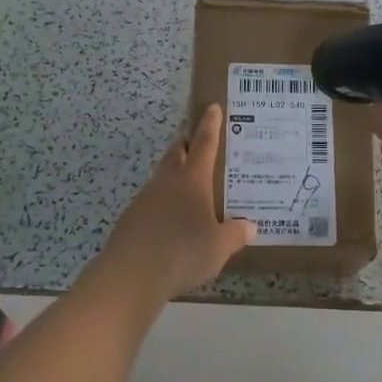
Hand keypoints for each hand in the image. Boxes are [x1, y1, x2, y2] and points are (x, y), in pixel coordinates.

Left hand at [103, 105, 255, 297]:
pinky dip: (162, 202)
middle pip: (176, 153)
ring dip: (173, 174)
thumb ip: (235, 235)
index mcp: (192, 179)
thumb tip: (250, 226)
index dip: (210, 125)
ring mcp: (145, 198)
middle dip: (186, 144)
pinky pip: (151, 201)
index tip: (211, 107)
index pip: (204, 143)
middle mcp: (168, 181)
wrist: (131, 273)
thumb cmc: (183, 251)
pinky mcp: (132, 218)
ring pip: (162, 176)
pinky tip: (169, 220)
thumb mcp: (218, 247)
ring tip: (187, 186)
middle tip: (196, 142)